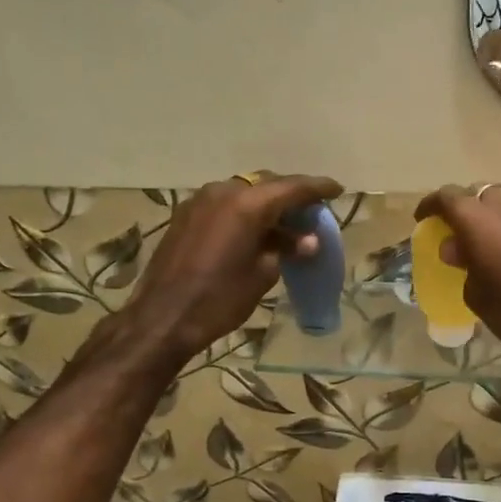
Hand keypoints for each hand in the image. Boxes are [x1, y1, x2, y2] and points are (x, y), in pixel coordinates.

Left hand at [117, 173, 342, 363]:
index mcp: (247, 204)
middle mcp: (223, 191)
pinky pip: (224, 204)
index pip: (292, 188)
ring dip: (265, 205)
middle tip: (311, 211)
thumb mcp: (262, 275)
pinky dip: (243, 212)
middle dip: (290, 195)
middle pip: (266, 184)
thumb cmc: (220, 299)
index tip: (337, 189)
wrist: (163, 318)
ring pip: (243, 192)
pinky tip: (253, 232)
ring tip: (284, 224)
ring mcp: (200, 201)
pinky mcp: (185, 215)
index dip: (317, 188)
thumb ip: (285, 250)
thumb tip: (307, 241)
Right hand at [415, 185, 500, 370]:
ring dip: (494, 218)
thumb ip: (466, 267)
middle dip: (464, 212)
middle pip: (479, 194)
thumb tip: (459, 248)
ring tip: (491, 246)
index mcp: (480, 219)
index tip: (422, 220)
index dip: (431, 207)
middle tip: (458, 238)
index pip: (447, 198)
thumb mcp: (482, 299)